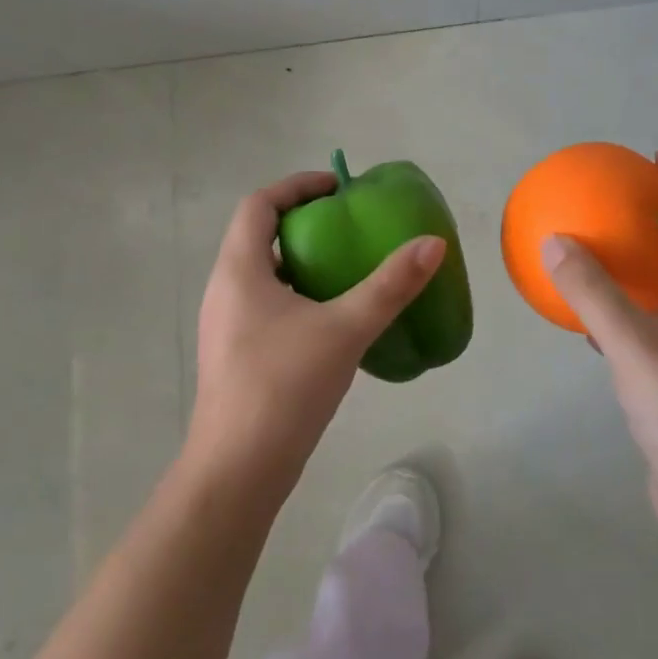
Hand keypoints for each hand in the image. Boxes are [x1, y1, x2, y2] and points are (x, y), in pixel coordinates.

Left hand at [185, 171, 445, 492]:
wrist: (237, 472)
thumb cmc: (283, 386)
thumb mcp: (344, 328)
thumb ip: (390, 285)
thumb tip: (432, 243)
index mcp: (239, 270)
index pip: (259, 204)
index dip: (297, 186)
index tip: (337, 187)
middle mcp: (225, 290)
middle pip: (260, 235)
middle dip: (305, 222)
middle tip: (349, 226)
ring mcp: (227, 326)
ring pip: (264, 273)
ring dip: (302, 261)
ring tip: (347, 267)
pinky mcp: (236, 355)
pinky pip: (267, 305)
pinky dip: (298, 294)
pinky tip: (333, 320)